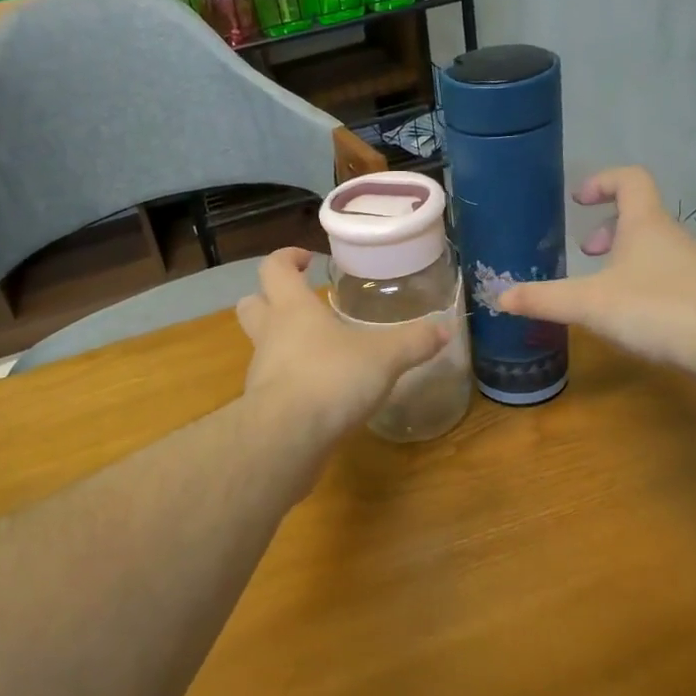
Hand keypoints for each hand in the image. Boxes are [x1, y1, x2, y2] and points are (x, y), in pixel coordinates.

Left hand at [236, 248, 448, 439]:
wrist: (287, 437)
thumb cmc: (331, 378)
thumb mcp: (384, 358)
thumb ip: (413, 342)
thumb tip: (445, 329)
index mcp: (292, 309)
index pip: (274, 268)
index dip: (286, 258)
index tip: (306, 259)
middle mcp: (270, 334)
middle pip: (251, 304)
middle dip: (268, 297)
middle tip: (300, 301)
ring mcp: (261, 372)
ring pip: (261, 345)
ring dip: (282, 343)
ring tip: (319, 351)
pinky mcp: (262, 406)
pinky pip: (273, 383)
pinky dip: (291, 381)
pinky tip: (320, 392)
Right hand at [495, 167, 695, 372]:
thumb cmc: (657, 309)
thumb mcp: (589, 303)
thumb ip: (543, 299)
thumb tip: (498, 296)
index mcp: (645, 224)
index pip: (629, 178)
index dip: (602, 181)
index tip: (578, 200)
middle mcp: (672, 238)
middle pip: (640, 216)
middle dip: (608, 229)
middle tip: (586, 251)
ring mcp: (693, 268)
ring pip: (653, 250)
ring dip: (625, 261)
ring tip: (601, 290)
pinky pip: (667, 280)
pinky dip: (643, 287)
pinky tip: (631, 320)